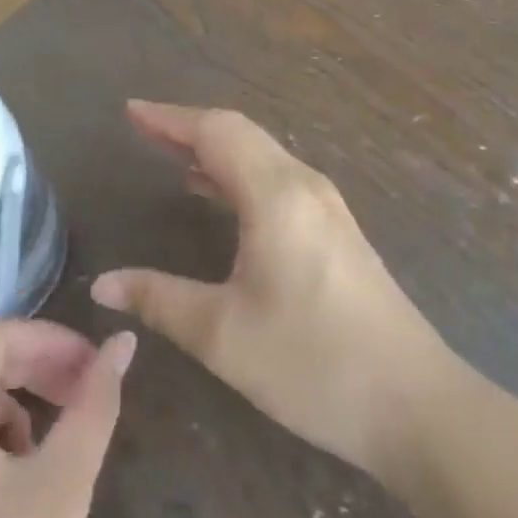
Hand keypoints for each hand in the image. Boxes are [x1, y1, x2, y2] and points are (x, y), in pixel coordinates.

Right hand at [91, 101, 455, 480]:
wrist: (416, 405)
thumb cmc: (314, 364)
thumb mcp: (224, 336)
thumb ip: (159, 300)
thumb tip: (102, 285)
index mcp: (275, 194)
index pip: (214, 131)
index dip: (169, 118)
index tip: (130, 112)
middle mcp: (303, 184)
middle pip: (238, 133)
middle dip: (187, 127)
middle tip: (143, 130)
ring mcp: (325, 205)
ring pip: (260, 154)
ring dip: (214, 148)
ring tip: (171, 156)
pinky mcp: (335, 228)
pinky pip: (275, 178)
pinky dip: (238, 172)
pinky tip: (218, 196)